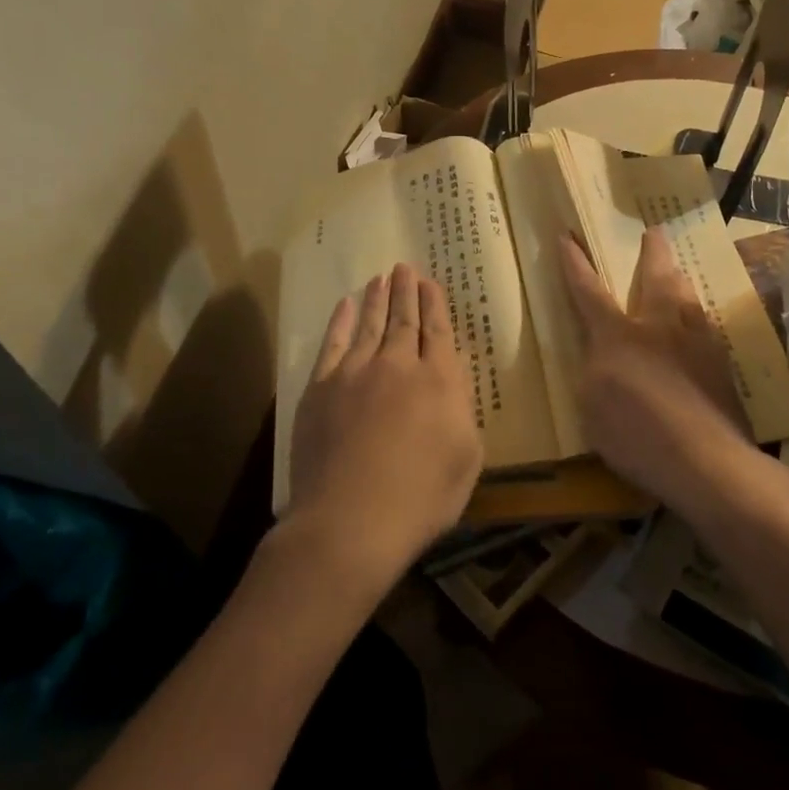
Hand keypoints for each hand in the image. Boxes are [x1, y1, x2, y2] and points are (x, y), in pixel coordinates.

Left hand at [280, 263, 483, 592]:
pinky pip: (333, 344)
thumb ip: (462, 412)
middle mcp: (399, 365)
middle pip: (404, 320)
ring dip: (377, 299)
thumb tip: (452, 384)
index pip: (438, 331)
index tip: (430, 282)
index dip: (434, 304)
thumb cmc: (421, 499)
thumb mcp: (466, 459)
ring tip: (381, 278)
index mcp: (439, 381)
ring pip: (370, 324)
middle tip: (404, 268)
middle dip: (406, 291)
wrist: (351, 521)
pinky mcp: (321, 388)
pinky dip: (340, 322)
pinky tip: (345, 306)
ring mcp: (355, 373)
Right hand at [560, 228, 756, 510]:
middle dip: (652, 251)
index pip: (589, 291)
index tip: (568, 236)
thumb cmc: (636, 435)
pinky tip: (701, 324)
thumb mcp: (591, 407)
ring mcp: (696, 341)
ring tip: (678, 272)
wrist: (705, 460)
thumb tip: (600, 355)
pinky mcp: (721, 363)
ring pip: (688, 295)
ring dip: (679, 278)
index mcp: (618, 335)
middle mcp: (659, 326)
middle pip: (656, 277)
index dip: (576, 264)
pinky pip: (706, 325)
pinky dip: (698, 316)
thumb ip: (593, 372)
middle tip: (654, 231)